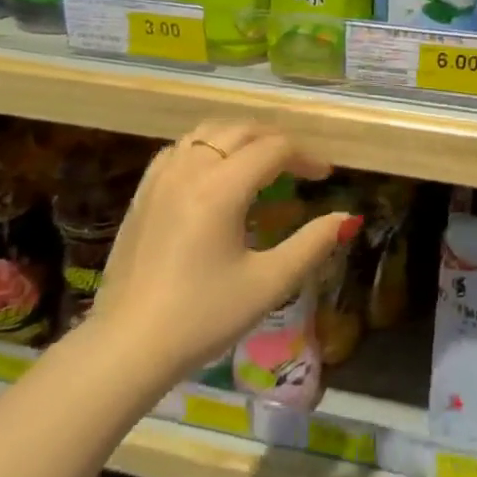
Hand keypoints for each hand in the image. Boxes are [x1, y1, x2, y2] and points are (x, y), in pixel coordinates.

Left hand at [83, 119, 357, 384]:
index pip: (273, 149)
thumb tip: (347, 218)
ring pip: (207, 133)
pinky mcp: (142, 193)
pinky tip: (215, 171)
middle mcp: (189, 170)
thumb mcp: (268, 284)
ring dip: (241, 137)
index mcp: (221, 188)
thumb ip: (312, 244)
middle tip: (300, 165)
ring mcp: (160, 179)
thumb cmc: (203, 316)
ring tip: (262, 161)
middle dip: (276, 140)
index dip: (306, 157)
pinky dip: (207, 147)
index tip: (325, 177)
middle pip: (240, 131)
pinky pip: (180, 149)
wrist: (128, 345)